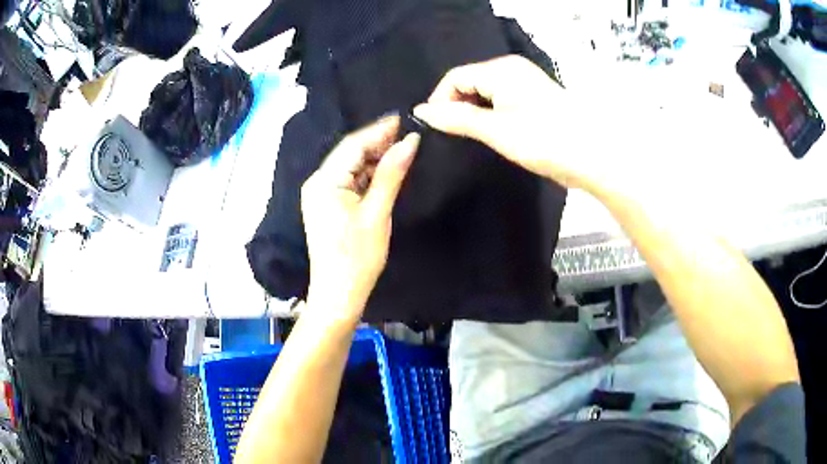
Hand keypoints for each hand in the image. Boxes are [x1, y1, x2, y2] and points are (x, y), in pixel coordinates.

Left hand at [301, 116, 419, 316]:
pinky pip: (349, 181)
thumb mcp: (377, 213)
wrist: (338, 295)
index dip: (379, 130)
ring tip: (403, 149)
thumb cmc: (357, 257)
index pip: (353, 145)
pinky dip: (368, 175)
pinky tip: (387, 171)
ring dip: (375, 159)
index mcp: (324, 181)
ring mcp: (321, 194)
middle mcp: (318, 182)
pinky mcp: (327, 205)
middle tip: (409, 134)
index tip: (404, 118)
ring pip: (351, 167)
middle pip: (350, 154)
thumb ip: (392, 174)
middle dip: (378, 143)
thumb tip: (410, 140)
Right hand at [413, 55, 603, 190]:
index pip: (456, 77)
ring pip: (485, 92)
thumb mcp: (495, 130)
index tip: (434, 128)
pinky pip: (501, 100)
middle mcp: (511, 69)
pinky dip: (490, 114)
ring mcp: (525, 83)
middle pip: (470, 82)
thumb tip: (421, 111)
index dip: (440, 100)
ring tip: (471, 137)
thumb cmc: (544, 140)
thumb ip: (457, 118)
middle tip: (452, 136)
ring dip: (474, 112)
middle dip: (457, 106)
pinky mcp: (534, 98)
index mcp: (501, 69)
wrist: (593, 155)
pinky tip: (491, 133)